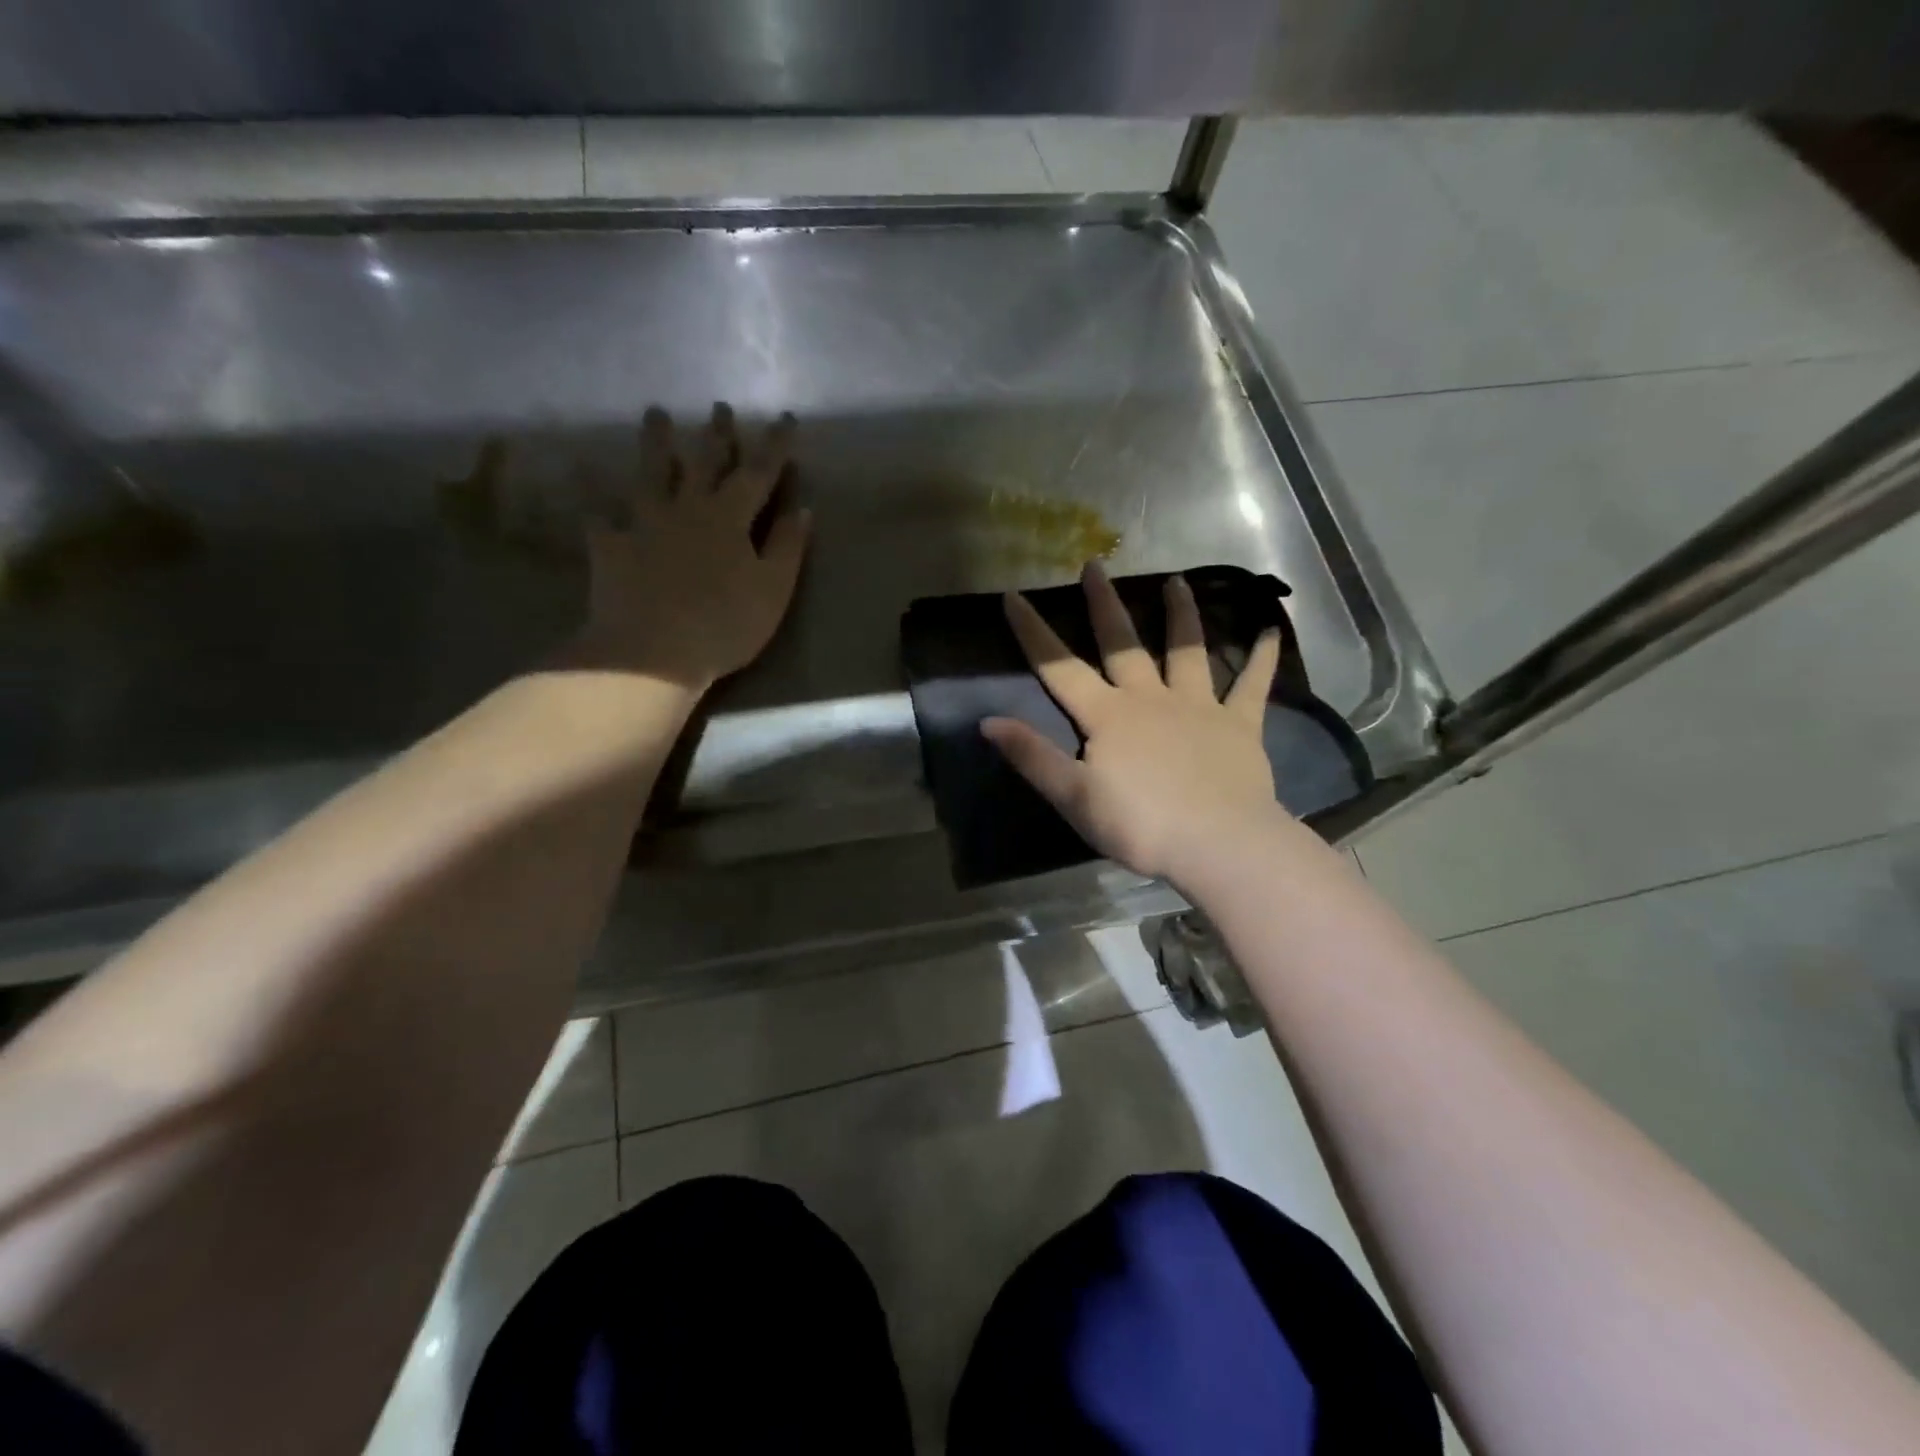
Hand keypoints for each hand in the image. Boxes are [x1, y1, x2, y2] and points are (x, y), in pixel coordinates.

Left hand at [567, 403, 810, 690]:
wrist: (651, 653)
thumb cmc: (724, 625)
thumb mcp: (772, 590)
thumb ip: (787, 547)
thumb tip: (802, 508)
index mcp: (729, 517)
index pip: (758, 472)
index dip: (774, 445)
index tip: (784, 418)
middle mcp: (686, 508)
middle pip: (702, 462)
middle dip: (716, 434)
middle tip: (719, 406)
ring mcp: (644, 524)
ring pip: (650, 474)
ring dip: (655, 444)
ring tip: (655, 415)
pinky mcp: (611, 547)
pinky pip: (604, 522)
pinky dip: (602, 510)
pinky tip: (598, 505)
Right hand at [982, 561, 1284, 884]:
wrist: (1219, 846)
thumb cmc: (1141, 825)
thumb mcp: (1074, 798)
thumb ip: (1033, 757)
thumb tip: (987, 721)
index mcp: (1108, 716)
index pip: (1061, 669)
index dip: (1034, 633)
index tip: (1014, 596)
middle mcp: (1151, 699)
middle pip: (1123, 645)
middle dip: (1104, 605)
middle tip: (1096, 564)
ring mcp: (1199, 707)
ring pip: (1187, 651)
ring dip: (1181, 615)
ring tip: (1177, 581)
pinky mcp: (1239, 725)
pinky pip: (1252, 686)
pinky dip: (1262, 659)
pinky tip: (1271, 632)